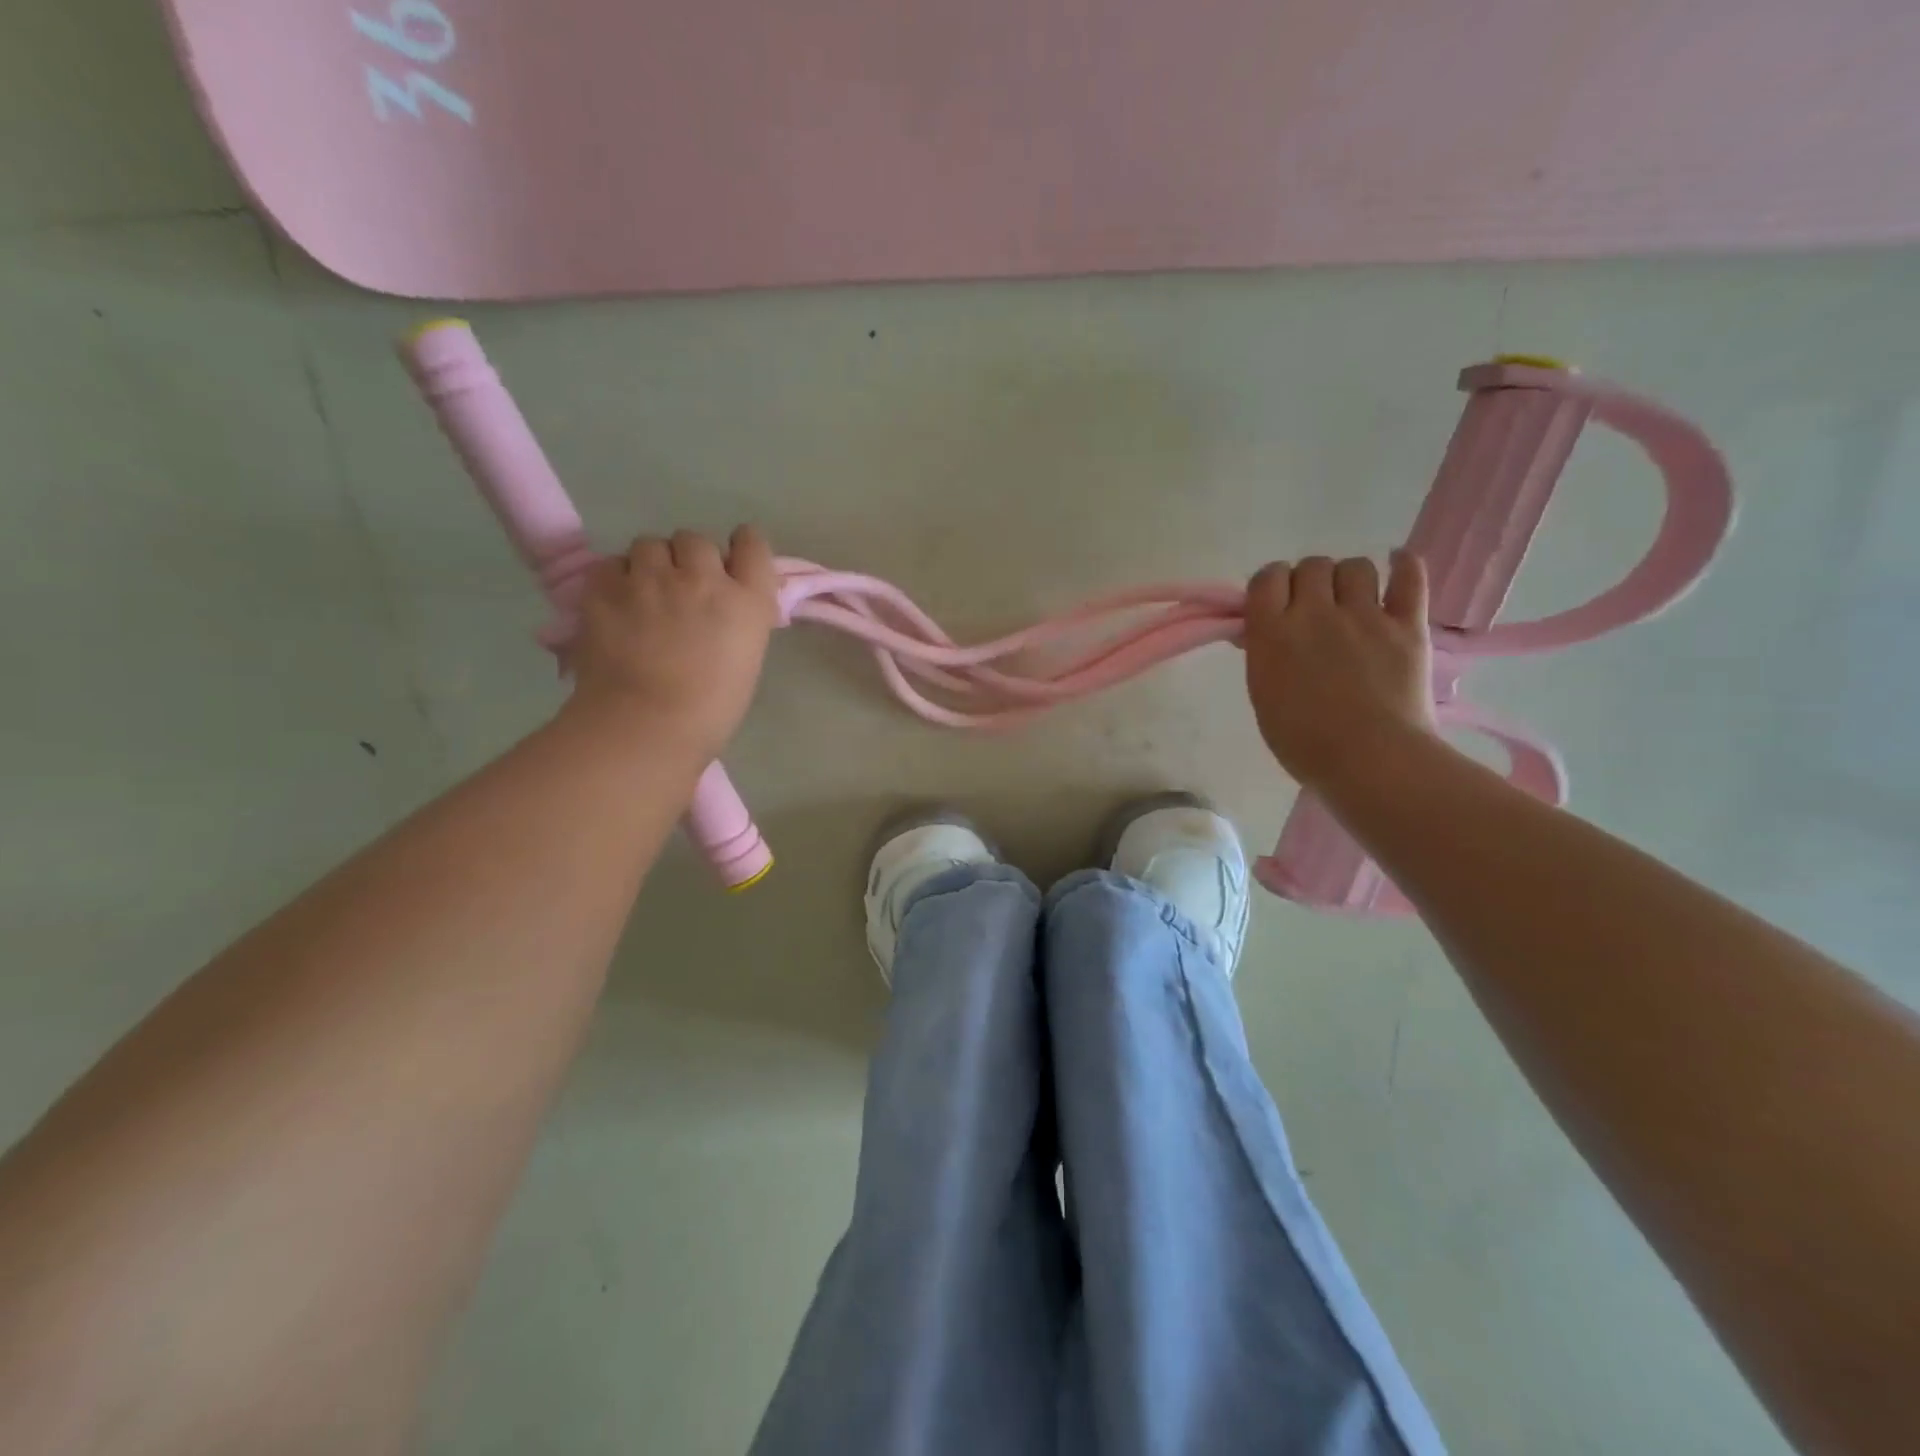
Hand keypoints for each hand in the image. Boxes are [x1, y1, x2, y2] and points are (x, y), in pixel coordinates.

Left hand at [564, 526, 780, 759]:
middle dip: (689, 559)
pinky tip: (616, 605)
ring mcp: (652, 578)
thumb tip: (724, 605)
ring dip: (650, 564)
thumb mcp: (746, 658)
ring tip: (643, 596)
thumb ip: (738, 619)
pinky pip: (612, 563)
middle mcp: (703, 577)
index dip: (739, 549)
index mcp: (748, 600)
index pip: (752, 543)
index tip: (730, 566)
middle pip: (696, 540)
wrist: (647, 725)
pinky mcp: (607, 586)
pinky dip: (615, 578)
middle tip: (681, 591)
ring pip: (650, 544)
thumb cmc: (710, 709)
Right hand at [1243, 551, 1437, 790]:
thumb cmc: (1303, 742)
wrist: (1369, 761)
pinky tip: (1398, 565)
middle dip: (1309, 581)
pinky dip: (1404, 565)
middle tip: (1314, 609)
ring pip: (1355, 566)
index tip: (1275, 603)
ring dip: (1349, 578)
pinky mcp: (1407, 625)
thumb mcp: (1263, 696)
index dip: (1271, 585)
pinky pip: (1409, 576)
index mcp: (1272, 632)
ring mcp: (1365, 616)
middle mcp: (1315, 612)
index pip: (1266, 578)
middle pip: (1311, 566)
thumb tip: (1261, 630)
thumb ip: (1263, 655)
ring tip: (1353, 600)